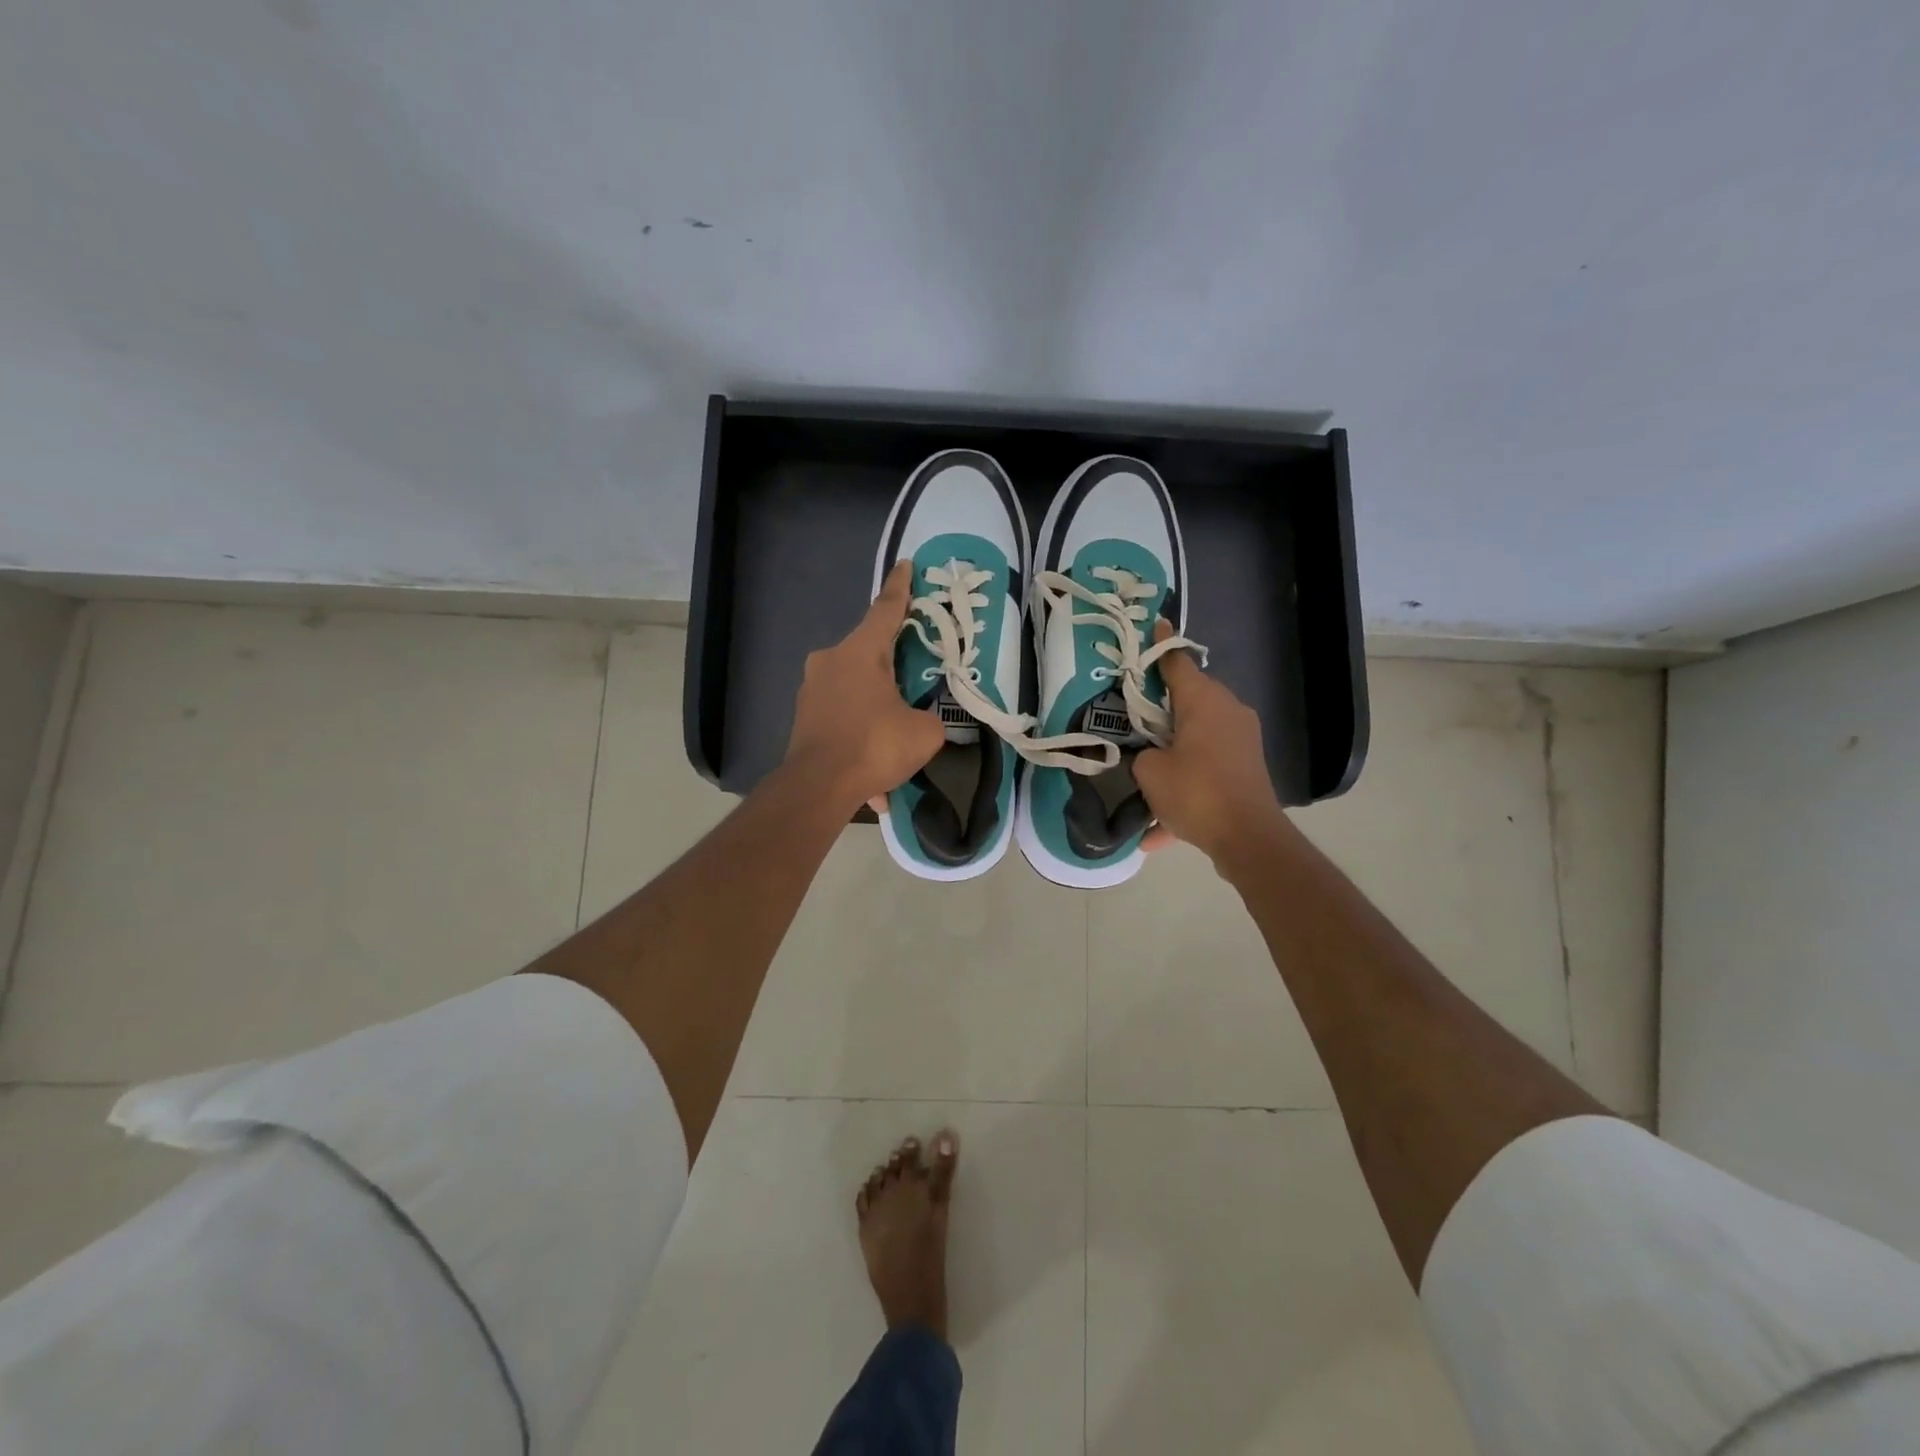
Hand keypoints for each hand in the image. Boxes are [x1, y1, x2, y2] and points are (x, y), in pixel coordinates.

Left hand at [785, 560, 945, 813]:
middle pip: (869, 653)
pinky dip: (860, 737)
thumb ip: (929, 717)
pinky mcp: (803, 717)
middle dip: (893, 664)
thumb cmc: (874, 745)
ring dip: (877, 710)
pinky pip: (842, 719)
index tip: (905, 565)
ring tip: (896, 744)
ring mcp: (811, 689)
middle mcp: (831, 661)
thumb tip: (921, 720)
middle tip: (915, 678)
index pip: (886, 609)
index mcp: (861, 652)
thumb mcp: (924, 732)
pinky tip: (874, 778)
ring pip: (855, 690)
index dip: (901, 587)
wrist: (818, 787)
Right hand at [1133, 619, 1286, 863]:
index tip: (1154, 626)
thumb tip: (1152, 756)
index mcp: (1204, 701)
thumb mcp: (1150, 771)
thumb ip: (1143, 754)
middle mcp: (1228, 712)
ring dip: (1172, 753)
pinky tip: (1158, 830)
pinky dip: (1186, 789)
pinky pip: (1207, 769)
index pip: (1177, 662)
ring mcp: (1241, 740)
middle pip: (1188, 699)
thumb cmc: (1196, 792)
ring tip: (1145, 775)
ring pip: (1196, 737)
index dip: (1161, 646)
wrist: (1248, 838)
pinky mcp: (1246, 768)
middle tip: (1133, 712)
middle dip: (1161, 707)